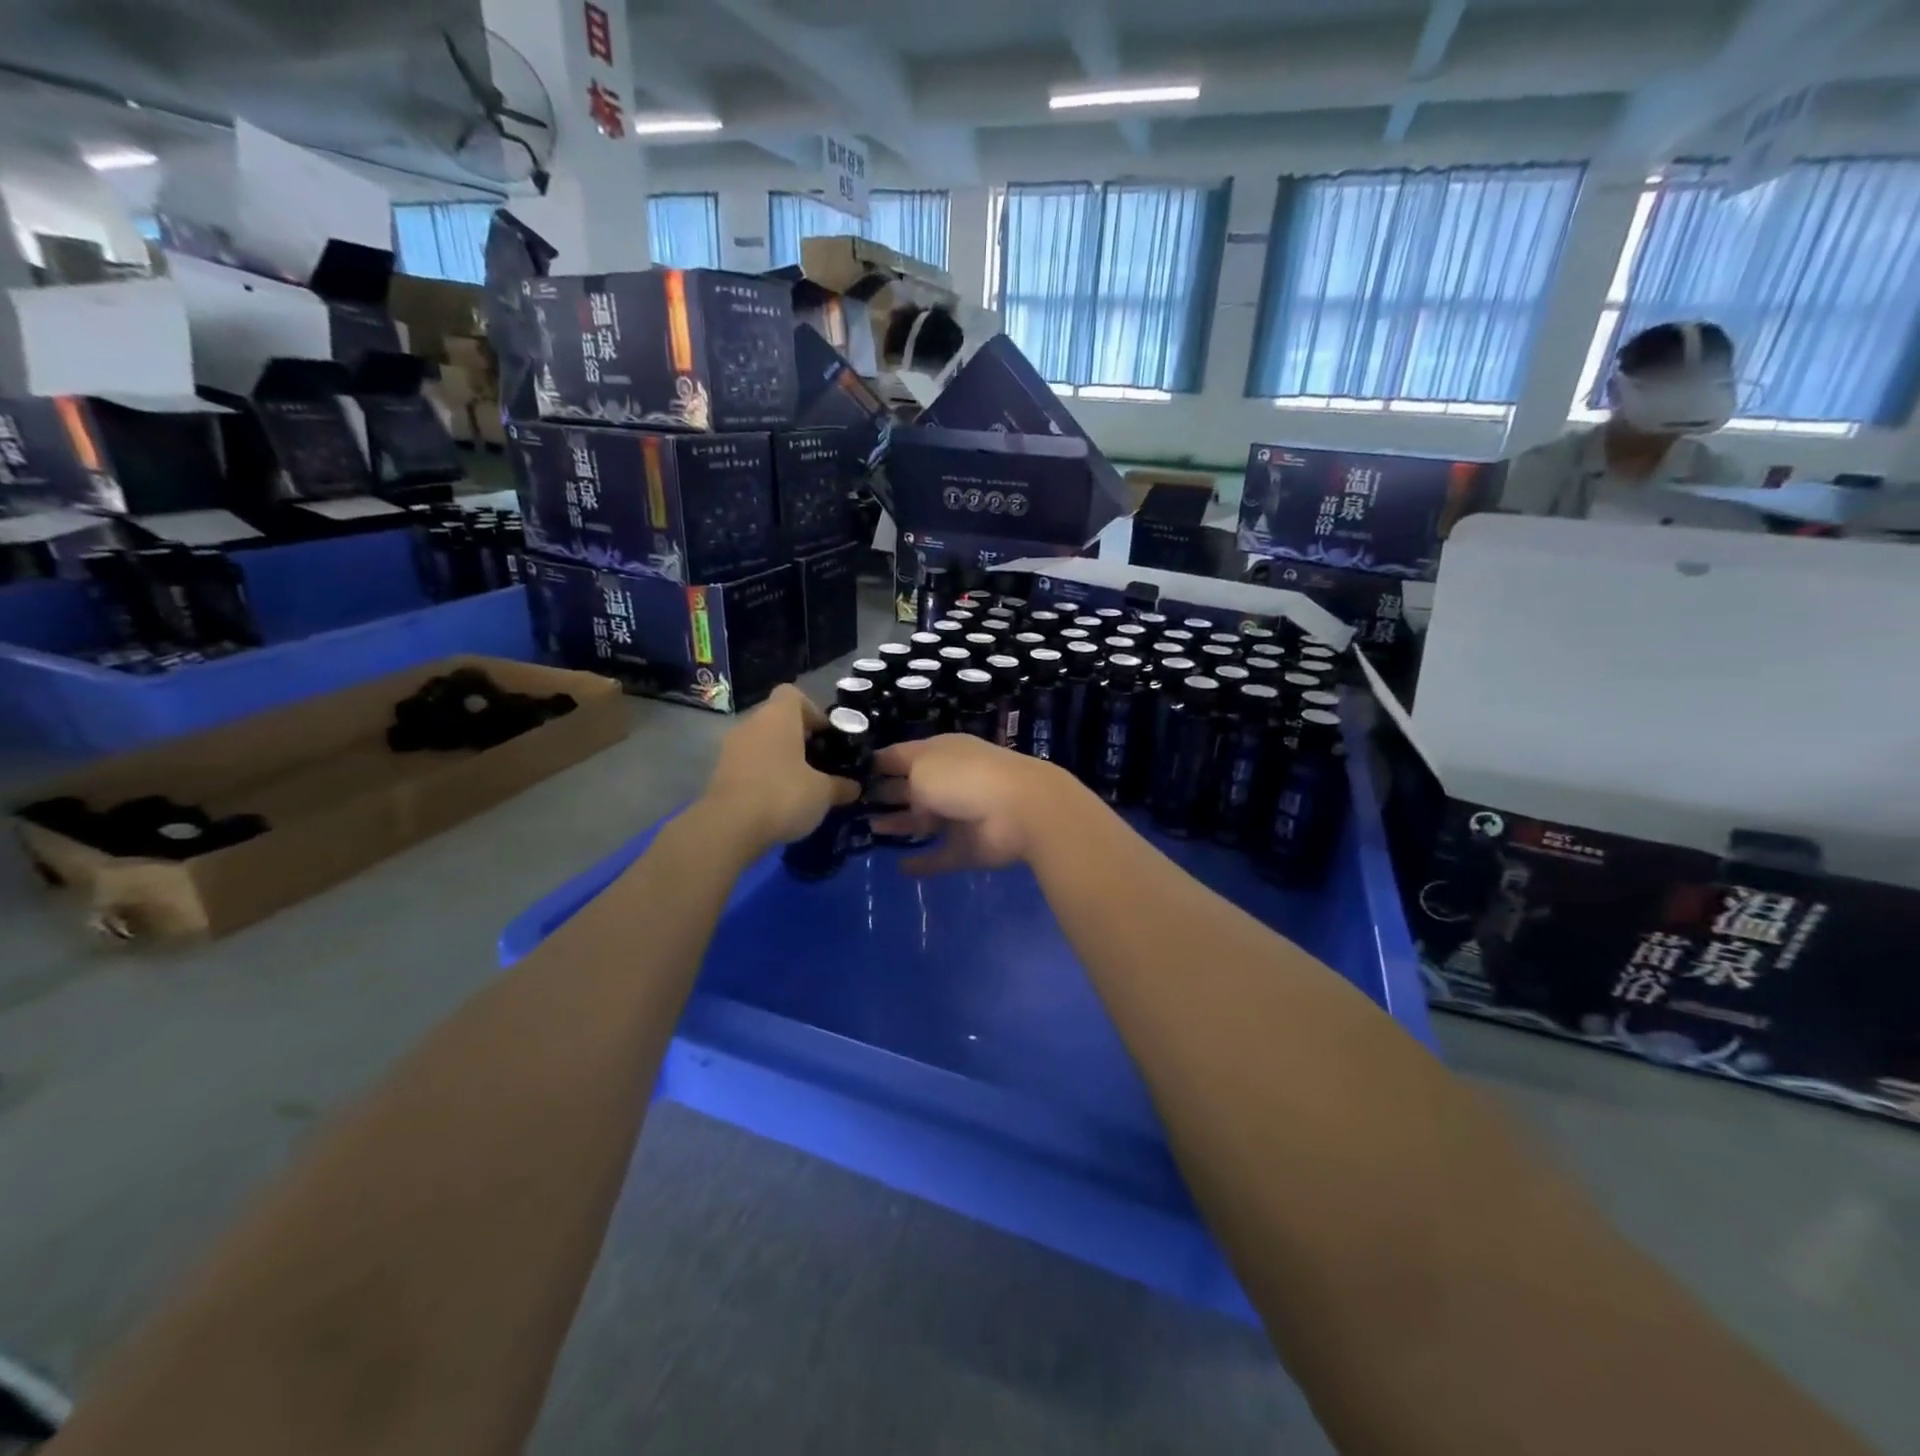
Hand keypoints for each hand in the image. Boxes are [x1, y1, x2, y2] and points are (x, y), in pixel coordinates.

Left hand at [701, 685, 860, 849]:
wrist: (728, 828)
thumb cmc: (783, 795)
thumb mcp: (823, 793)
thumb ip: (841, 786)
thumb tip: (855, 787)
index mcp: (778, 717)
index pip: (793, 694)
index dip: (813, 711)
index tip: (826, 736)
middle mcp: (751, 724)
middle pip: (778, 720)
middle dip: (799, 738)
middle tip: (819, 764)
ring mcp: (731, 748)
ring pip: (762, 742)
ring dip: (780, 758)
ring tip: (801, 785)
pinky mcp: (720, 773)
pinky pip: (749, 764)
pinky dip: (763, 775)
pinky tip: (778, 800)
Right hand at [870, 735, 1075, 875]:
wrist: (1021, 809)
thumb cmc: (964, 778)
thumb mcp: (922, 766)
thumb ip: (902, 779)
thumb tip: (896, 793)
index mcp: (939, 753)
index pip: (899, 755)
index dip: (874, 764)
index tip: (846, 774)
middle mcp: (949, 781)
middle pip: (910, 788)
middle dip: (884, 794)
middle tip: (851, 806)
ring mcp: (960, 815)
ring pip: (923, 821)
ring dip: (899, 824)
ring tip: (869, 831)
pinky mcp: (969, 847)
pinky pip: (940, 856)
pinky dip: (923, 863)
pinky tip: (900, 868)